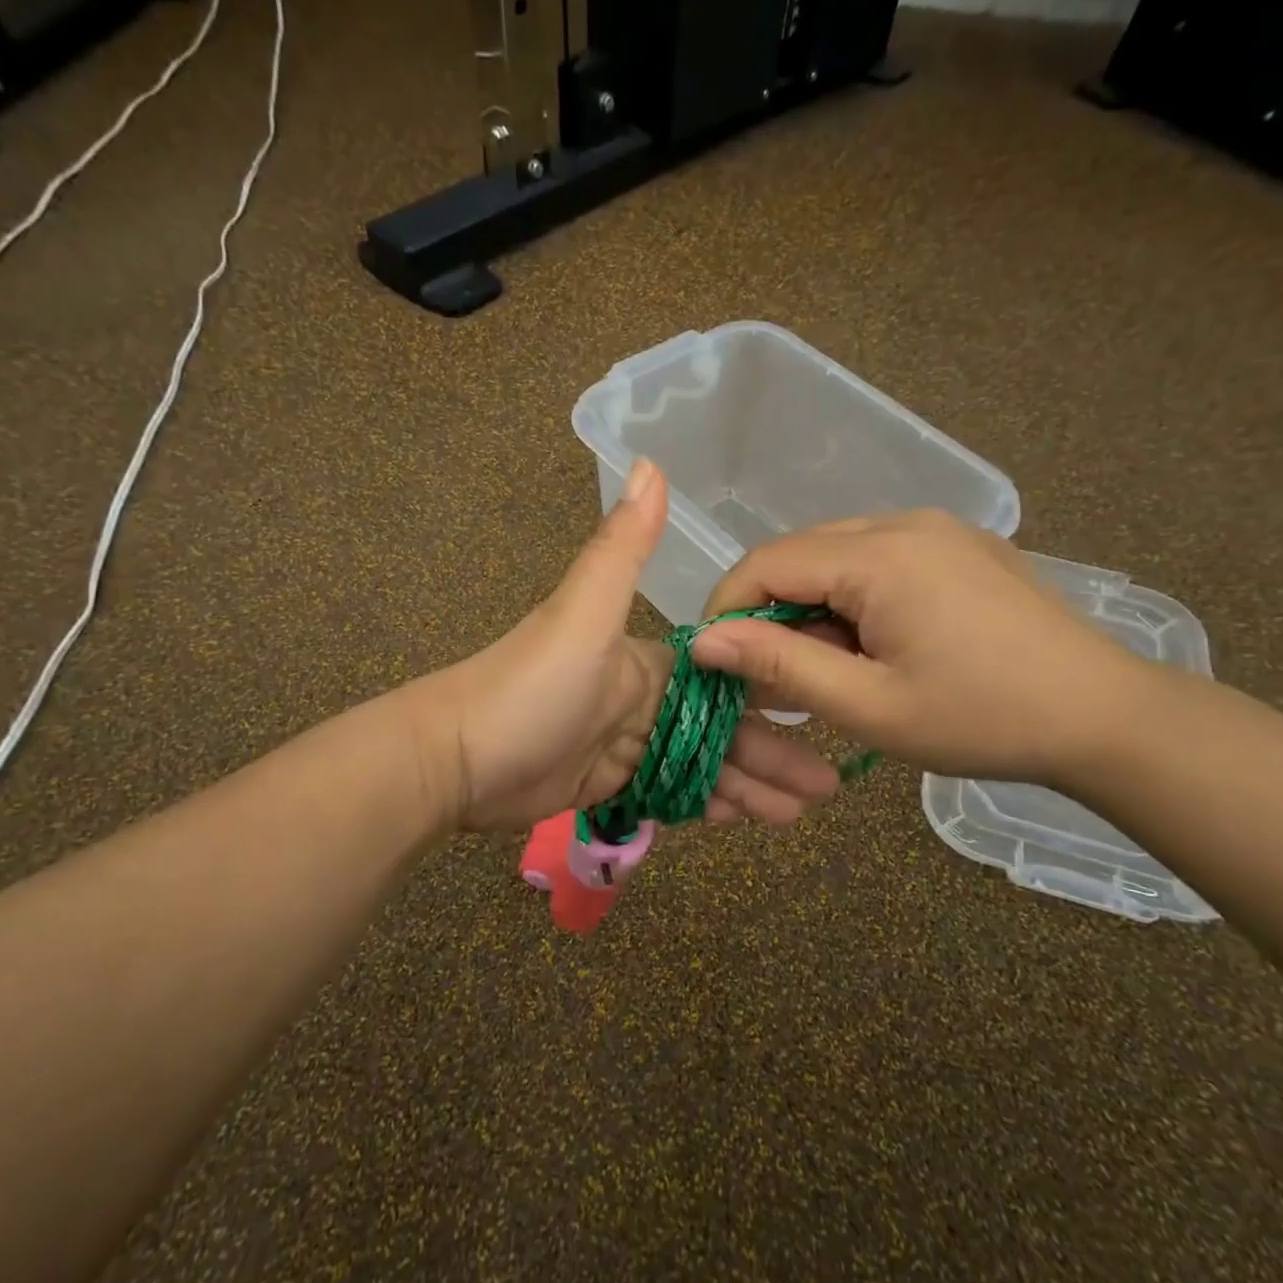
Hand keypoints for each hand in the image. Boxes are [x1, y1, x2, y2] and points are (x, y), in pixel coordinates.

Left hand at [412, 461, 839, 832]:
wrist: (455, 759)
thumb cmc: (529, 687)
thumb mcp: (582, 613)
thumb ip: (622, 548)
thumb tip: (649, 461)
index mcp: (648, 658)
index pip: (726, 675)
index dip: (772, 692)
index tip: (823, 711)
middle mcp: (644, 697)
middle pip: (723, 727)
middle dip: (774, 754)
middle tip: (827, 786)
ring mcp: (626, 743)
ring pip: (703, 764)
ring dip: (751, 785)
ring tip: (802, 812)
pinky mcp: (608, 782)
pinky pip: (672, 792)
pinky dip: (709, 803)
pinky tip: (748, 820)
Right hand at [690, 510, 1148, 786]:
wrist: (1106, 718)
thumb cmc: (982, 719)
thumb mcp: (869, 705)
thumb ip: (780, 666)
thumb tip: (705, 641)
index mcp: (881, 555)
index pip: (766, 562)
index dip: (727, 609)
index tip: (717, 664)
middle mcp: (904, 522)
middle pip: (799, 554)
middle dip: (770, 613)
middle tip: (773, 678)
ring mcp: (937, 529)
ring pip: (836, 557)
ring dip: (812, 609)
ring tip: (829, 670)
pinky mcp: (959, 546)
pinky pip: (877, 560)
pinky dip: (852, 600)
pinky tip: (873, 646)